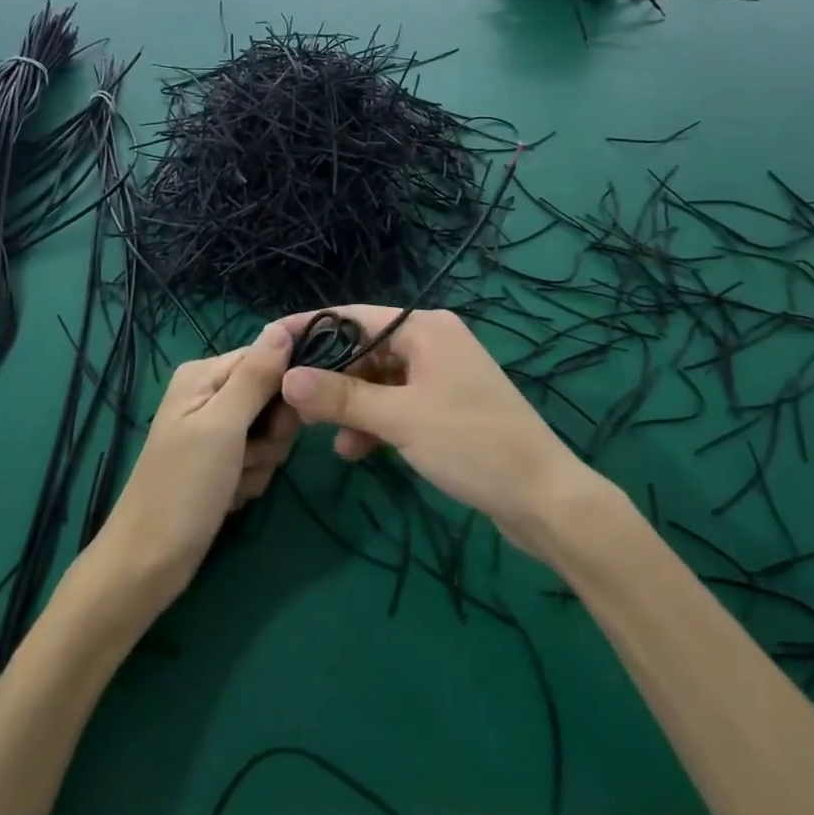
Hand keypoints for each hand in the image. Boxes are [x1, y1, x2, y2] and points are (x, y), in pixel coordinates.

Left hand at [93, 323, 298, 616]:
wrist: (148, 562)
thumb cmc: (183, 487)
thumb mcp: (223, 425)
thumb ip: (256, 375)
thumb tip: (283, 326)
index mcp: (204, 374)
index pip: (267, 356)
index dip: (287, 383)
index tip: (294, 412)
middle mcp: (210, 395)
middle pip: (272, 396)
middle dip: (272, 431)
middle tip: (250, 453)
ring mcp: (215, 432)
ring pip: (270, 432)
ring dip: (261, 460)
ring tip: (233, 480)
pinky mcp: (221, 464)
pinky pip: (259, 459)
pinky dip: (251, 479)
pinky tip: (230, 496)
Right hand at [277, 307, 584, 553]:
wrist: (543, 497)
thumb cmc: (472, 444)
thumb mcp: (399, 418)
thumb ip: (341, 397)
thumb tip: (287, 377)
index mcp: (425, 328)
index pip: (353, 317)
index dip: (310, 330)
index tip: (269, 345)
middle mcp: (433, 342)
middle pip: (365, 349)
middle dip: (330, 378)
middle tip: (290, 401)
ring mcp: (441, 375)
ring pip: (379, 381)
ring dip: (351, 407)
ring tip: (325, 437)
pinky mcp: (447, 407)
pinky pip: (398, 404)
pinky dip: (377, 422)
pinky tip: (356, 451)